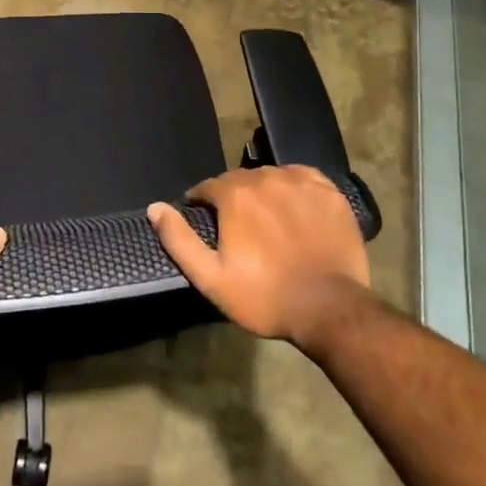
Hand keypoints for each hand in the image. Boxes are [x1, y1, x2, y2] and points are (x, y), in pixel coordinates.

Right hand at [148, 165, 370, 349]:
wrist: (330, 309)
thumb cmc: (265, 296)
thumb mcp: (211, 277)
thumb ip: (179, 239)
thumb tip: (155, 208)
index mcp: (235, 194)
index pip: (207, 187)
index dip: (202, 204)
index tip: (205, 222)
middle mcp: (266, 177)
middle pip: (239, 180)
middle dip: (232, 199)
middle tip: (238, 228)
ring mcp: (301, 182)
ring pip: (271, 177)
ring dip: (263, 193)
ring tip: (267, 221)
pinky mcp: (330, 192)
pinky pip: (303, 178)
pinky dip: (294, 188)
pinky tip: (295, 208)